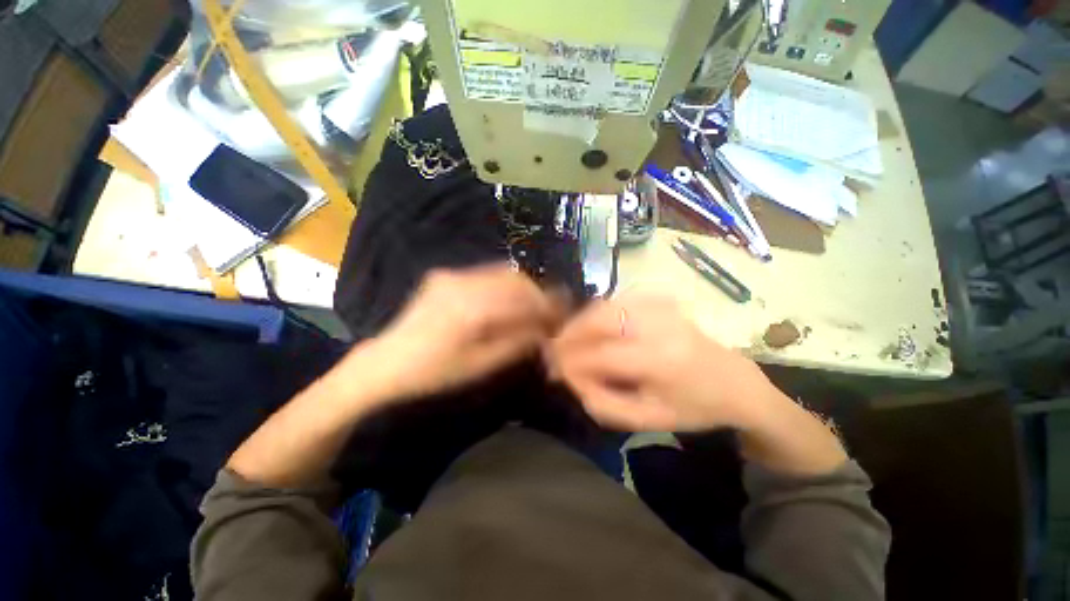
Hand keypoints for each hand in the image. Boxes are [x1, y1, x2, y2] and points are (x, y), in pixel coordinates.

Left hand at [369, 264, 565, 400]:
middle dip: (539, 294)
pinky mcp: (445, 275)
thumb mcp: (481, 366)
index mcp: (473, 310)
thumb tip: (546, 331)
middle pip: (516, 280)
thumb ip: (517, 344)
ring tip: (533, 306)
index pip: (524, 299)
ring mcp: (452, 275)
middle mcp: (464, 283)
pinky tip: (508, 300)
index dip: (548, 306)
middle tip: (550, 311)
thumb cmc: (434, 373)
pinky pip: (485, 274)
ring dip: (523, 288)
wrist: (386, 361)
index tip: (564, 314)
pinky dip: (504, 285)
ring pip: (503, 273)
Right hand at [547, 296, 779, 431]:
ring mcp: (659, 306)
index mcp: (661, 360)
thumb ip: (601, 402)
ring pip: (603, 306)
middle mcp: (658, 324)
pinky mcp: (659, 299)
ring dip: (580, 323)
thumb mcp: (647, 419)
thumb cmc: (692, 407)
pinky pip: (615, 301)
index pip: (600, 355)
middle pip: (597, 319)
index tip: (554, 372)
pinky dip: (596, 313)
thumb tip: (570, 378)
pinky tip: (592, 329)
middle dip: (569, 335)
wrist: (734, 381)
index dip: (571, 362)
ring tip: (569, 341)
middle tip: (554, 351)